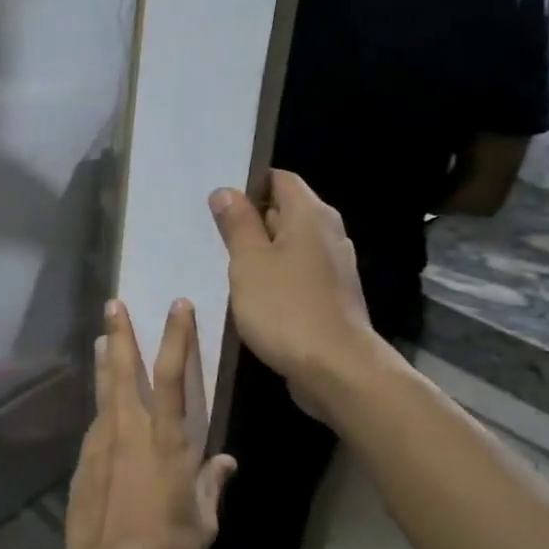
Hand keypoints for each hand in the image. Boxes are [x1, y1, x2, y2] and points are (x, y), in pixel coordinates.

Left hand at [60, 299, 236, 548]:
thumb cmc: (165, 548)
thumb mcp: (203, 522)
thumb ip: (211, 486)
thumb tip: (225, 462)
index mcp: (167, 440)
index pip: (173, 375)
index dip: (177, 336)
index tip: (177, 305)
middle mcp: (131, 430)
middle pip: (124, 369)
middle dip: (120, 333)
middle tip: (113, 303)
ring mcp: (102, 442)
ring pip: (105, 390)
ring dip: (105, 361)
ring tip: (101, 338)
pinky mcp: (84, 459)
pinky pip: (97, 422)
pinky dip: (102, 405)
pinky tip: (104, 407)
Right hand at [209, 170, 389, 403]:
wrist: (336, 369)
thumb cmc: (286, 308)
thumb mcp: (249, 262)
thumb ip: (237, 224)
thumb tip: (226, 191)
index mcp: (310, 215)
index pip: (279, 179)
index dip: (249, 183)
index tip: (217, 200)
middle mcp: (328, 232)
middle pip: (285, 210)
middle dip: (250, 218)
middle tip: (212, 231)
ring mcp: (333, 266)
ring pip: (290, 244)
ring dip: (261, 251)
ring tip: (224, 262)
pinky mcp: (331, 295)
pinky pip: (297, 271)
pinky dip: (275, 275)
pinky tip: (251, 293)